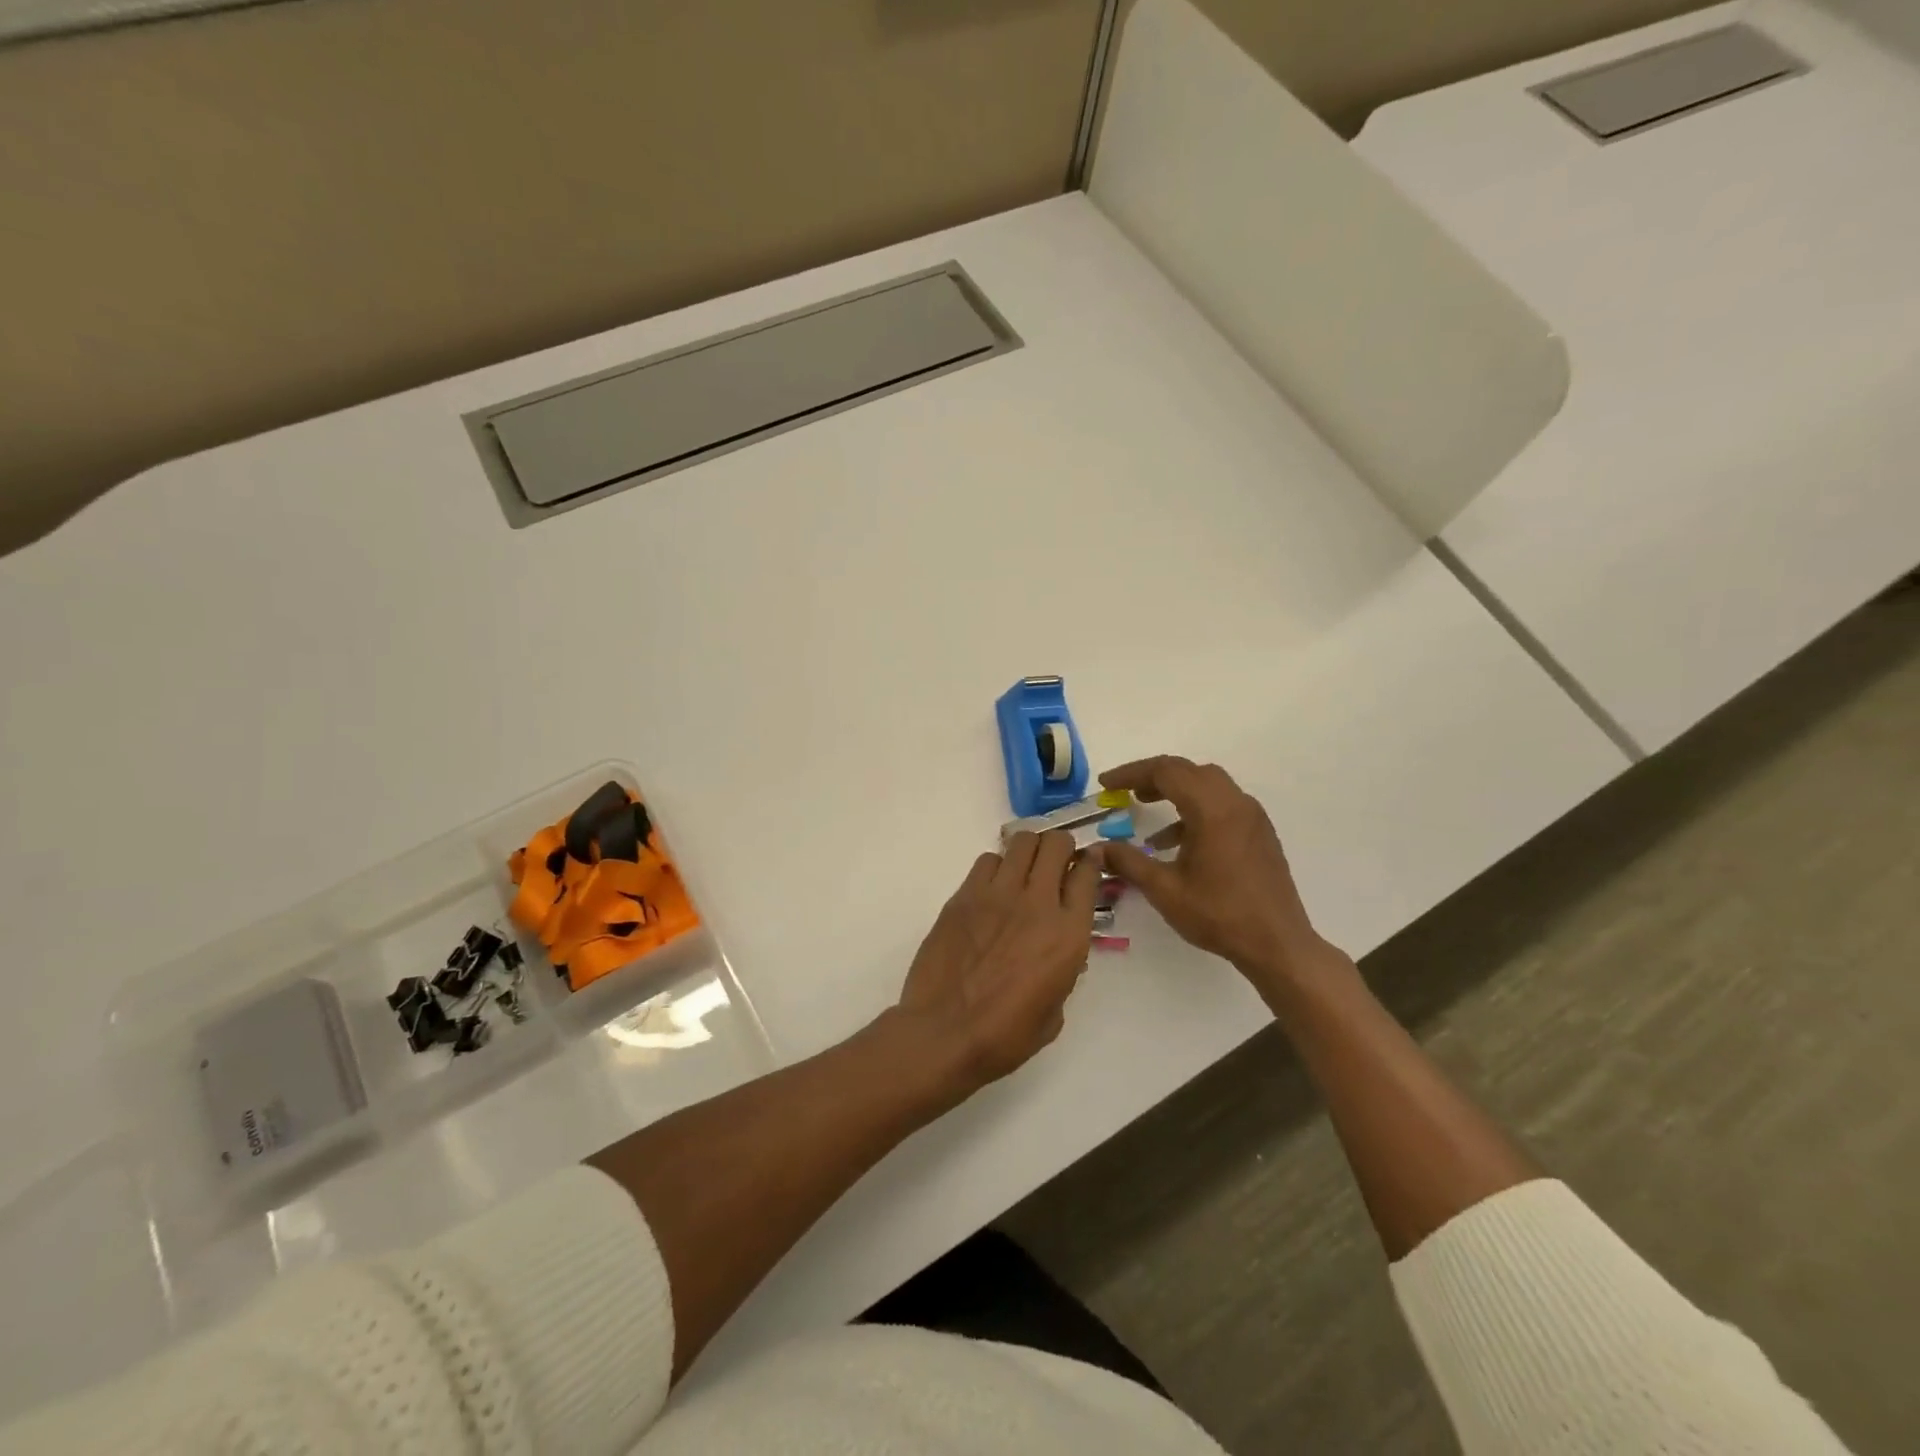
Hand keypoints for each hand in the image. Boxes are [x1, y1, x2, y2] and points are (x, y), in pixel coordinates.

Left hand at [894, 830, 1102, 1098]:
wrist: (944, 1033)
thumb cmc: (1004, 1036)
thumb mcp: (1054, 1011)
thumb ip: (1063, 970)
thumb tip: (1056, 951)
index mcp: (1068, 935)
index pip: (1088, 874)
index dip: (1091, 862)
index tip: (1088, 862)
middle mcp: (1038, 904)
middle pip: (1056, 845)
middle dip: (1061, 847)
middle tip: (1056, 863)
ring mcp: (998, 895)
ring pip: (1022, 843)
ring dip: (1030, 851)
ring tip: (1025, 869)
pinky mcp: (964, 895)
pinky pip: (987, 861)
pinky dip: (997, 867)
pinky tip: (993, 888)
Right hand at [1100, 756, 1338, 993]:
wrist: (1278, 944)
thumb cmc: (1219, 915)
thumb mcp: (1165, 889)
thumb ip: (1128, 862)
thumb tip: (1096, 849)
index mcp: (1212, 810)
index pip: (1166, 771)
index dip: (1131, 773)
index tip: (1106, 785)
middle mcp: (1235, 803)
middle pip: (1188, 771)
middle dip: (1153, 776)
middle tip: (1125, 790)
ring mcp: (1251, 816)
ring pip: (1208, 784)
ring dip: (1175, 789)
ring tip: (1145, 806)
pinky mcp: (1259, 832)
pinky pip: (1222, 804)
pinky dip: (1195, 808)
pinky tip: (1175, 840)